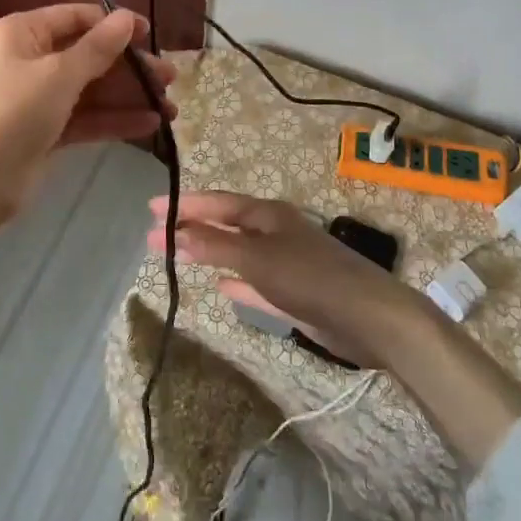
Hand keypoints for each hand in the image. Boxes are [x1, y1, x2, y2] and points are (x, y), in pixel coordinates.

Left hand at [0, 5, 174, 255]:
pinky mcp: (44, 132)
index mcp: (21, 33)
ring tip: (171, 106)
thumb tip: (127, 17)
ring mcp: (36, 98)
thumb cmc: (12, 113)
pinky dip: (114, 120)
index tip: (152, 36)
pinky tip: (150, 124)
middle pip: (88, 55)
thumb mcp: (59, 75)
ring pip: (91, 90)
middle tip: (170, 78)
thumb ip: (98, 47)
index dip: (115, 24)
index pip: (76, 18)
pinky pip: (85, 118)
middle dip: (130, 67)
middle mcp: (28, 60)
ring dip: (129, 96)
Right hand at [150, 190, 520, 468]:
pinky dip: (237, 280)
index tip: (151, 209)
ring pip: (240, 252)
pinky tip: (222, 287)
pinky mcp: (296, 291)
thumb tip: (176, 232)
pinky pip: (256, 280)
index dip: (184, 205)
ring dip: (211, 252)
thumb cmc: (310, 279)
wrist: (370, 317)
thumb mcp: (258, 259)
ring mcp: (287, 261)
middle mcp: (276, 231)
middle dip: (192, 228)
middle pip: (226, 224)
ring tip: (181, 254)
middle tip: (154, 235)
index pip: (218, 203)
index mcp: (268, 214)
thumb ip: (216, 246)